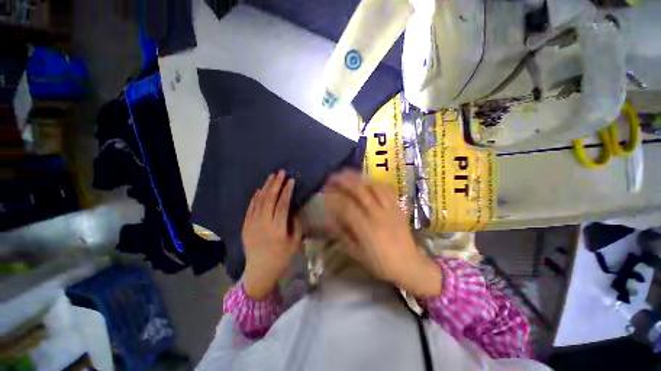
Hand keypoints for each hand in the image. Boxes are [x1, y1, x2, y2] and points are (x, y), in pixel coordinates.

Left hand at [243, 170, 302, 299]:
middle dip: (276, 184)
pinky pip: (250, 208)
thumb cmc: (281, 258)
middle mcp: (263, 224)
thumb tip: (294, 208)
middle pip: (269, 199)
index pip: (282, 205)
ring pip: (258, 201)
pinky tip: (259, 190)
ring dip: (265, 187)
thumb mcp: (295, 242)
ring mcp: (252, 224)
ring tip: (271, 177)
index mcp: (277, 229)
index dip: (287, 191)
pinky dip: (255, 198)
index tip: (291, 180)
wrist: (259, 272)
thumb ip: (296, 224)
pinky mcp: (245, 226)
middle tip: (281, 173)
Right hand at [323, 171, 441, 295]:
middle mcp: (378, 214)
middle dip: (343, 180)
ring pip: (373, 185)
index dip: (333, 198)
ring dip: (359, 178)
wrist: (409, 265)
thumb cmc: (380, 263)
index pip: (346, 206)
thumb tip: (329, 220)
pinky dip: (375, 182)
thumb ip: (342, 235)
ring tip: (348, 175)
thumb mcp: (357, 253)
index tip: (324, 193)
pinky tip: (368, 181)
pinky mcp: (398, 207)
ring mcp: (390, 208)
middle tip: (333, 177)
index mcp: (366, 228)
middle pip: (359, 190)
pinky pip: (387, 189)